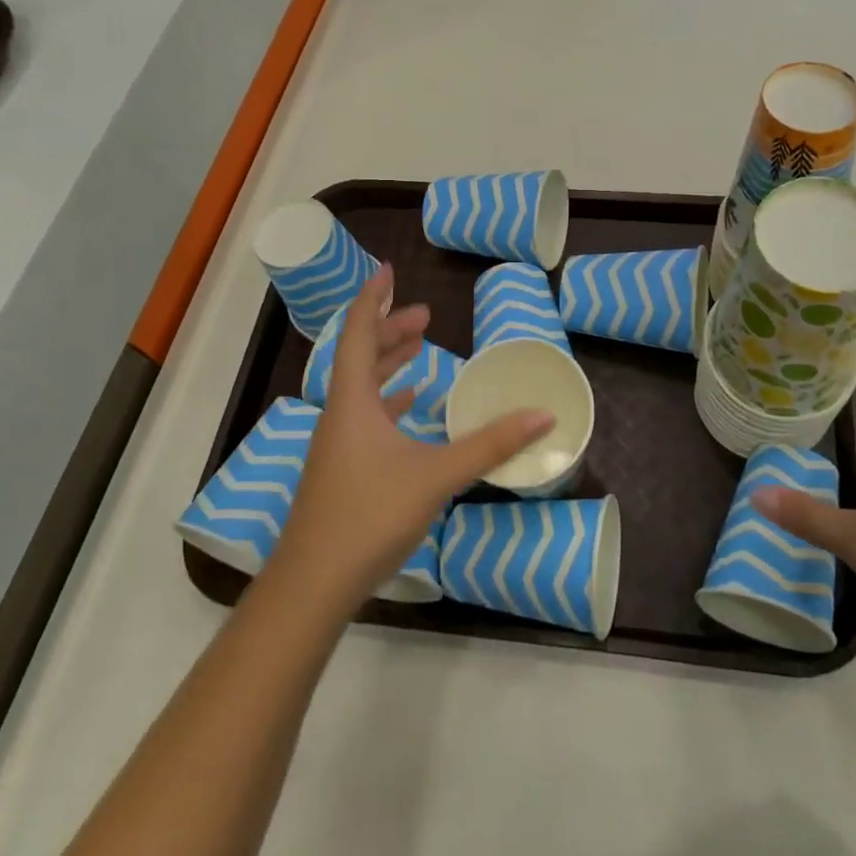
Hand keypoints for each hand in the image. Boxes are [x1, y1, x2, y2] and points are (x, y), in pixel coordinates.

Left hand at [269, 266, 554, 611]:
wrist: (313, 584)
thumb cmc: (369, 516)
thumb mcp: (436, 476)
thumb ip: (489, 444)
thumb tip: (542, 415)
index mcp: (352, 401)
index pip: (357, 332)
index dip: (372, 298)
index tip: (389, 271)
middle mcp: (340, 413)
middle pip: (359, 355)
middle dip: (390, 329)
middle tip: (425, 316)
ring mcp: (337, 443)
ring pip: (361, 386)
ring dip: (388, 362)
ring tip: (419, 347)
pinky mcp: (342, 468)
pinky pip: (366, 415)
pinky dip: (389, 399)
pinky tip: (410, 406)